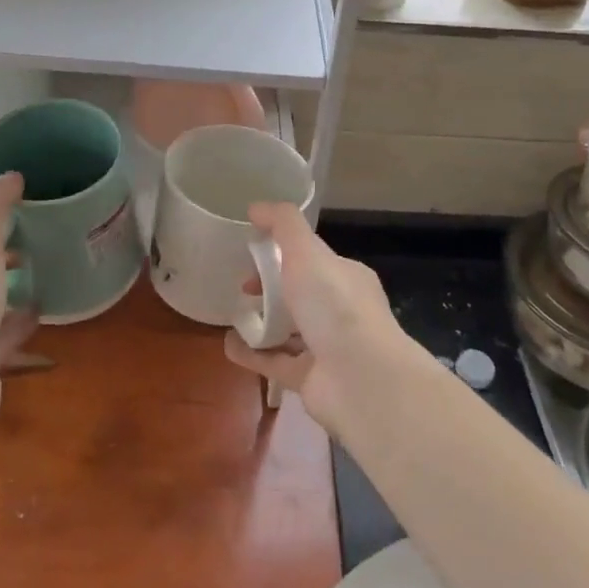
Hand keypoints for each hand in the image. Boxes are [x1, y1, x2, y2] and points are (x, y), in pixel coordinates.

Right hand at [222, 202, 403, 433]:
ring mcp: (327, 348)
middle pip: (300, 294)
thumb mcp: (307, 252)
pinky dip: (252, 353)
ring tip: (231, 314)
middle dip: (271, 288)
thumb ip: (282, 224)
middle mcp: (340, 312)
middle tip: (243, 286)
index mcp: (346, 278)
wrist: (360, 380)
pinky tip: (228, 344)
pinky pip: (274, 363)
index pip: (313, 259)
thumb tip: (256, 207)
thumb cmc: (336, 307)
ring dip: (261, 322)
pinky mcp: (310, 380)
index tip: (253, 253)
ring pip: (288, 330)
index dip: (283, 252)